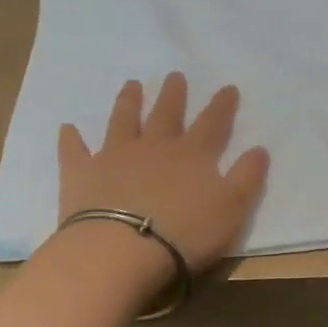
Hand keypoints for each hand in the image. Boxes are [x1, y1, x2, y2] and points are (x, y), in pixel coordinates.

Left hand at [57, 74, 270, 292]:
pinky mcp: (82, 174)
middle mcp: (154, 147)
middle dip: (173, 95)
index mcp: (192, 155)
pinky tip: (68, 128)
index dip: (222, 106)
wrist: (120, 250)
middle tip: (174, 75)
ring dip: (128, 103)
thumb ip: (247, 177)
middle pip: (166, 114)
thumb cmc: (183, 233)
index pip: (212, 124)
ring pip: (123, 122)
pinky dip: (71, 139)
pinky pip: (75, 151)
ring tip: (131, 85)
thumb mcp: (231, 208)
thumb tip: (260, 148)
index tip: (227, 87)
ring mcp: (115, 157)